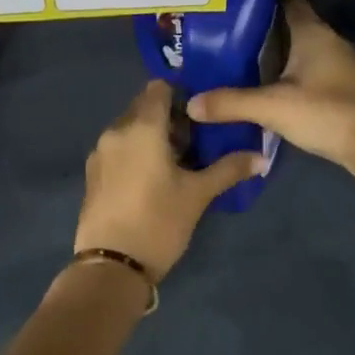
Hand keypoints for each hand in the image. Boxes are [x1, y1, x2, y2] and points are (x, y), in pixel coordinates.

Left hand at [76, 79, 263, 281]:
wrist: (111, 267)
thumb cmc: (159, 222)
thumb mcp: (198, 195)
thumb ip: (229, 169)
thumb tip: (262, 157)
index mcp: (142, 126)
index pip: (159, 87)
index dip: (181, 94)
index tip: (200, 115)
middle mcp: (116, 130)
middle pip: (143, 106)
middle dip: (167, 117)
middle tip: (193, 142)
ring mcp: (100, 152)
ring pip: (129, 127)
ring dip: (150, 135)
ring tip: (174, 162)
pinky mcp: (92, 173)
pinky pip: (117, 147)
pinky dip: (134, 151)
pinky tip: (150, 178)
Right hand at [188, 0, 354, 177]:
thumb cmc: (326, 112)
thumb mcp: (272, 107)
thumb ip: (231, 103)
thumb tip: (191, 103)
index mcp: (312, 33)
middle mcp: (326, 41)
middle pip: (289, 24)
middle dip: (260, 27)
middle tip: (223, 31)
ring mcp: (337, 65)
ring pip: (298, 49)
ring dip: (273, 52)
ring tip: (236, 57)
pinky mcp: (339, 88)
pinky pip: (305, 70)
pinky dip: (285, 72)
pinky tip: (263, 86)